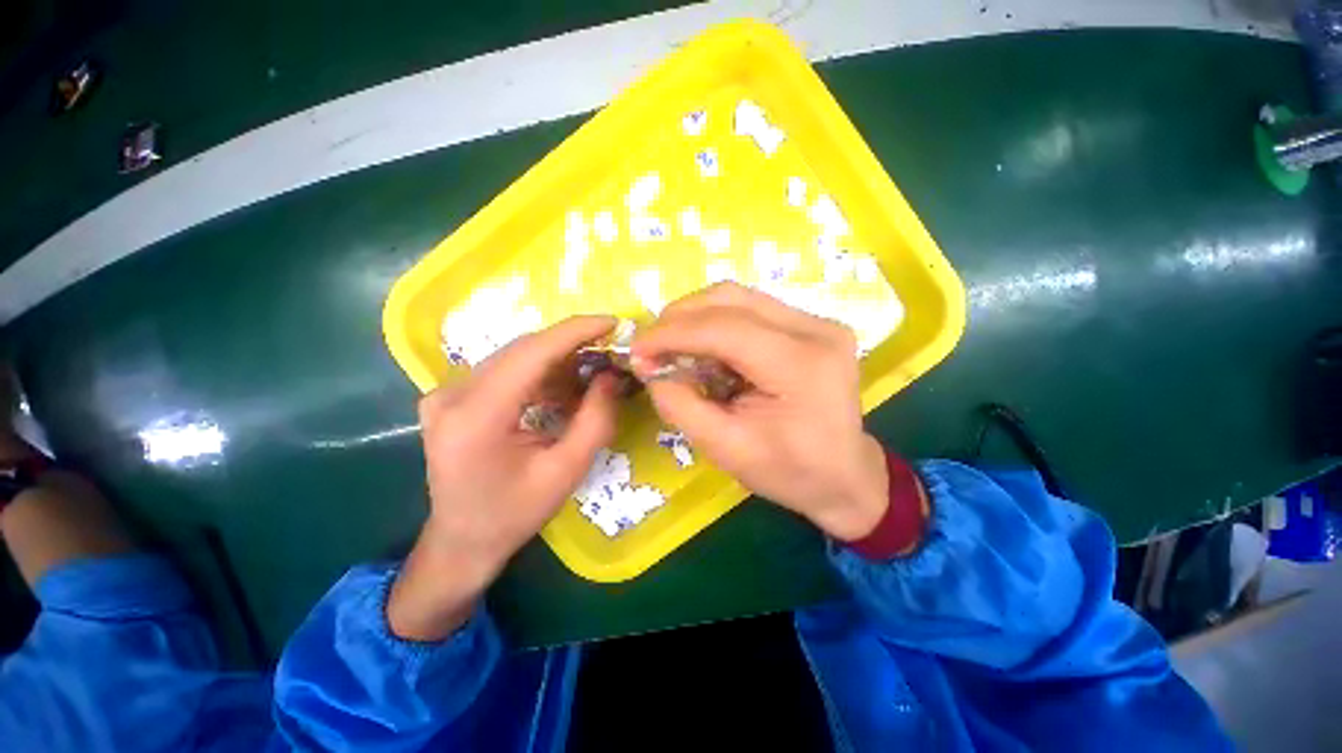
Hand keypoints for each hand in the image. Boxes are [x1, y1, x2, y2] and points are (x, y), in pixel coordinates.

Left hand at [388, 316, 618, 640]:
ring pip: (516, 358)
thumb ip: (596, 420)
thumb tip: (612, 376)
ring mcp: (446, 393)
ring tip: (592, 374)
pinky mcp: (453, 397)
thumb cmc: (515, 514)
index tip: (612, 322)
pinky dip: (540, 375)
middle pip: (522, 350)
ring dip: (558, 361)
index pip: (531, 353)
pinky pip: (506, 371)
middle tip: (610, 350)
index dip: (575, 331)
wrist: (462, 541)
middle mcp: (452, 395)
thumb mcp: (567, 471)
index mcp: (476, 417)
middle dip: (572, 345)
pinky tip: (563, 390)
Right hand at [630, 283, 888, 540]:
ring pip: (739, 298)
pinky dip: (718, 323)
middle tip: (651, 345)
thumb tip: (650, 368)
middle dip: (680, 317)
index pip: (723, 329)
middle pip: (731, 299)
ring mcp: (818, 322)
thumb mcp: (726, 449)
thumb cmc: (790, 472)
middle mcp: (815, 329)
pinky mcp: (812, 325)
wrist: (845, 476)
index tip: (635, 348)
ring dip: (697, 317)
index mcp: (800, 365)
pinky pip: (752, 309)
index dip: (671, 333)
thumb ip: (681, 406)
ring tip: (673, 345)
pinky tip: (705, 347)